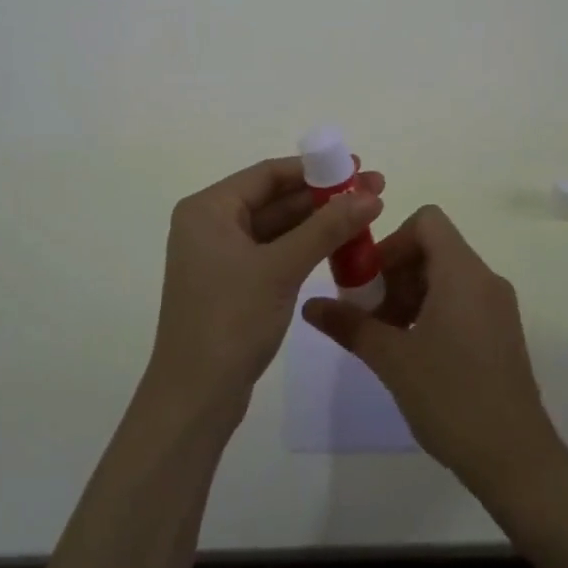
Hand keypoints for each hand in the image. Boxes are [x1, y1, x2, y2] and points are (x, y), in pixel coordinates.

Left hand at [147, 157, 384, 424]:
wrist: (194, 400)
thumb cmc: (231, 321)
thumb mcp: (282, 268)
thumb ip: (327, 228)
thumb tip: (371, 195)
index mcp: (208, 208)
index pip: (268, 174)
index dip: (316, 169)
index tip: (357, 167)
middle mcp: (210, 224)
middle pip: (275, 198)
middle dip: (324, 196)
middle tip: (373, 190)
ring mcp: (220, 256)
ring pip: (277, 227)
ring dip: (318, 222)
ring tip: (366, 215)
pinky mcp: (232, 283)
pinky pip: (274, 252)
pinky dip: (304, 247)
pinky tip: (339, 246)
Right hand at [302, 204, 563, 496]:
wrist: (517, 461)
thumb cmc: (452, 398)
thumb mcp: (392, 359)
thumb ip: (350, 325)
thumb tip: (310, 305)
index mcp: (462, 271)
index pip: (427, 221)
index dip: (393, 240)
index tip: (371, 279)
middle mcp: (485, 278)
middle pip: (433, 247)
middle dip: (396, 272)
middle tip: (373, 314)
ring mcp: (498, 306)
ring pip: (446, 275)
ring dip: (412, 294)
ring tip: (390, 337)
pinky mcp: (503, 332)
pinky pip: (462, 299)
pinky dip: (433, 310)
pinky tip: (416, 353)